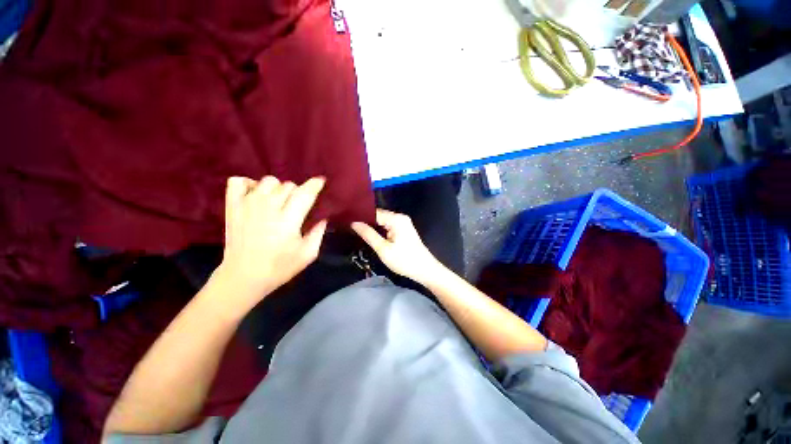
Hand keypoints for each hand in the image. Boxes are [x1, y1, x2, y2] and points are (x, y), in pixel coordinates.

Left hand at [212, 176, 327, 309]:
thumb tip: (323, 218)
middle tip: (297, 206)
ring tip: (277, 201)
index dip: (314, 185)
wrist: (243, 277)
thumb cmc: (280, 268)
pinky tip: (255, 195)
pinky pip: (238, 181)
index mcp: (288, 220)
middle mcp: (268, 208)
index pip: (305, 194)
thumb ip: (318, 234)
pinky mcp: (232, 207)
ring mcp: (248, 205)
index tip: (320, 181)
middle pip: (288, 186)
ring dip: (277, 189)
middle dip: (297, 193)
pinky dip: (248, 184)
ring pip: (268, 181)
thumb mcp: (308, 255)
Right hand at [351, 209, 443, 284]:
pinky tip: (370, 234)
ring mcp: (403, 223)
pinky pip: (388, 226)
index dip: (360, 216)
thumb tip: (354, 223)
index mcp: (396, 219)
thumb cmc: (404, 260)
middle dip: (365, 221)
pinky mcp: (404, 229)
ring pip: (382, 221)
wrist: (425, 270)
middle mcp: (400, 217)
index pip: (374, 212)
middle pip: (378, 215)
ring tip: (355, 230)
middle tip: (349, 226)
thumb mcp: (383, 249)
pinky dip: (379, 230)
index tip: (346, 220)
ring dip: (372, 226)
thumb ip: (368, 234)